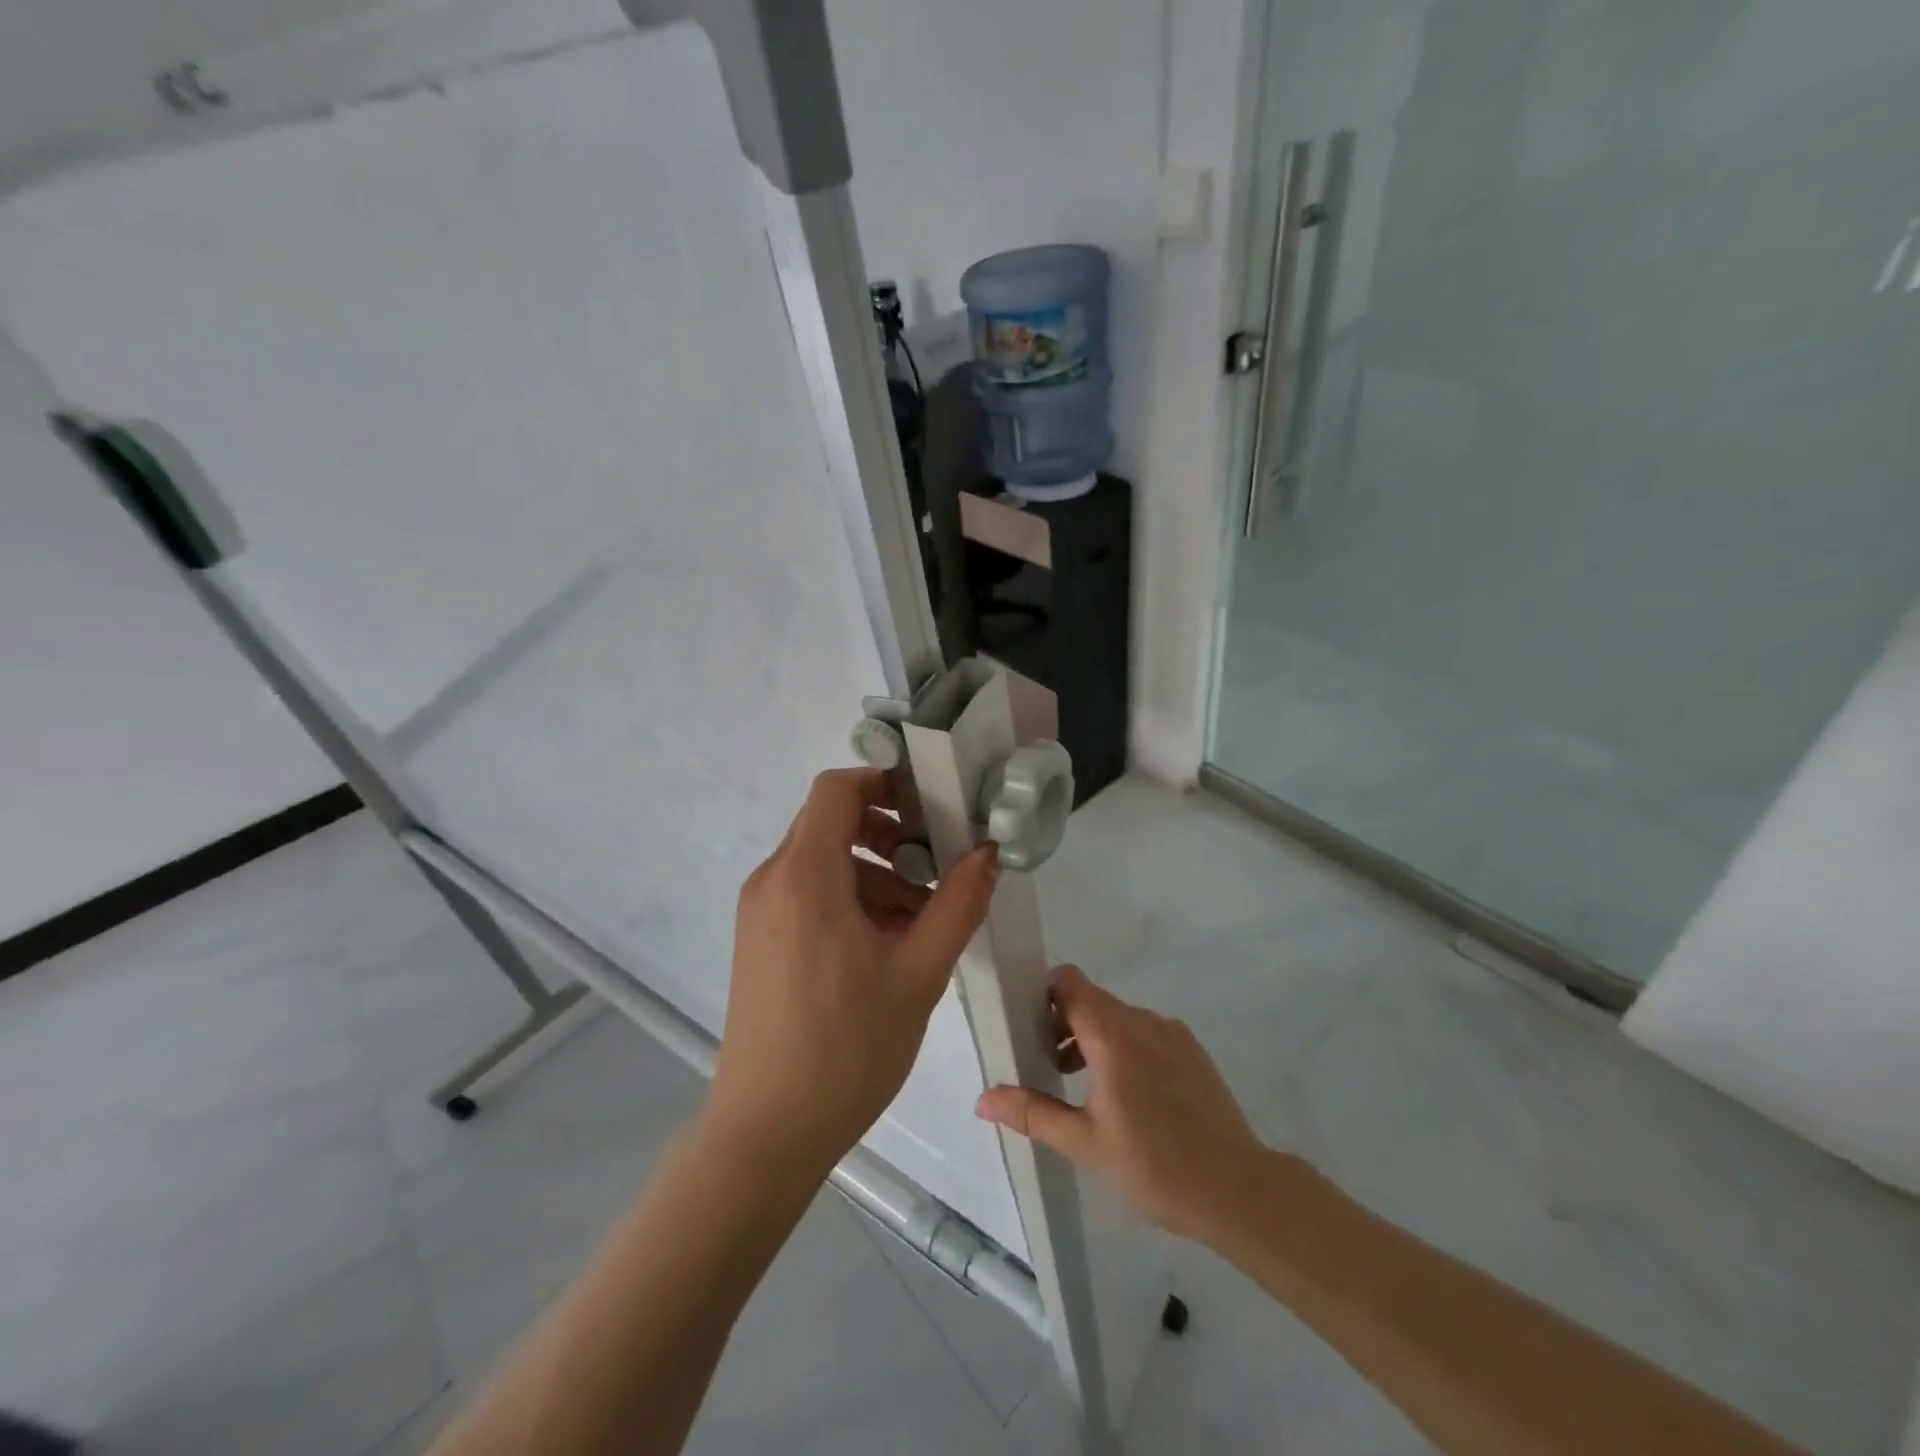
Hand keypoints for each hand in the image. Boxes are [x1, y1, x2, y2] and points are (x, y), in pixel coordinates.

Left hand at [709, 768, 1000, 1178]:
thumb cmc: (846, 1050)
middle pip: (831, 822)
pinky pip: (809, 894)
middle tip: (935, 865)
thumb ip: (957, 905)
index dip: (884, 781)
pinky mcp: (760, 940)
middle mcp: (773, 881)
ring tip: (921, 919)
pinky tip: (887, 945)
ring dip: (875, 872)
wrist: (766, 1134)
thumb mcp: (918, 974)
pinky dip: (851, 899)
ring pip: (824, 861)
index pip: (836, 788)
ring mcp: (760, 912)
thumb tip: (988, 853)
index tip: (930, 804)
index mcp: (805, 876)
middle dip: (888, 832)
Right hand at [974, 965, 1266, 1243]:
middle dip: (1063, 1023)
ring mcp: (1172, 1033)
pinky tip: (1129, 1098)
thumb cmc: (1154, 1166)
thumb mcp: (1084, 1145)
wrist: (1239, 1191)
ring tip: (1084, 1089)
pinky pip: (1145, 1032)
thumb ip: (1032, 1113)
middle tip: (1049, 1068)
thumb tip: (982, 1098)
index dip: (1044, 995)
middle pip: (1090, 999)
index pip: (1069, 981)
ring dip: (1093, 1038)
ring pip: (1118, 1017)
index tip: (1030, 1030)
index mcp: (1113, 1035)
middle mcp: (1142, 1020)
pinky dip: (1124, 1048)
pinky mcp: (1192, 1050)